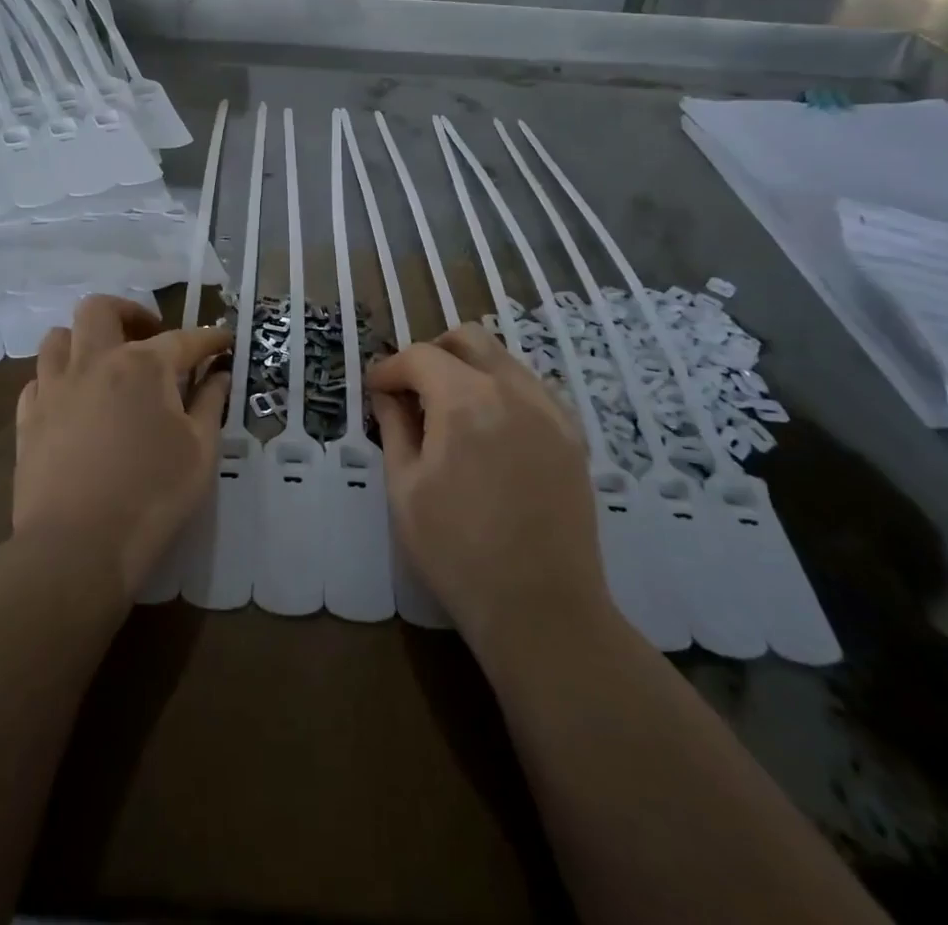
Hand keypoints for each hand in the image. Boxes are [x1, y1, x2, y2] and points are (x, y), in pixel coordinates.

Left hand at [14, 296, 231, 596]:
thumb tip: (219, 375)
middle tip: (149, 337)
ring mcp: (54, 389)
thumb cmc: (152, 496)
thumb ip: (211, 404)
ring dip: (85, 340)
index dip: (209, 339)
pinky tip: (74, 401)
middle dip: (130, 313)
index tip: (224, 341)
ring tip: (105, 364)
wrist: (76, 547)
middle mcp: (94, 363)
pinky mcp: (28, 419)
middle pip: (101, 310)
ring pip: (58, 337)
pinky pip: (39, 379)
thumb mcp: (200, 451)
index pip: (183, 339)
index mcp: (142, 366)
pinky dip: (59, 379)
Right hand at [367, 324, 607, 648]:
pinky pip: (532, 389)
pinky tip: (490, 432)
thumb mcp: (405, 489)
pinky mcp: (572, 436)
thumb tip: (386, 393)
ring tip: (450, 412)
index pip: (420, 356)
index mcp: (465, 400)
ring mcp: (550, 411)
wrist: (542, 608)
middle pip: (469, 339)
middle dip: (433, 353)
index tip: (375, 390)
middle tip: (413, 390)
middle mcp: (513, 390)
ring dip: (469, 369)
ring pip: (504, 359)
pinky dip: (503, 391)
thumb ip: (394, 427)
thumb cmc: (457, 552)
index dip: (390, 368)